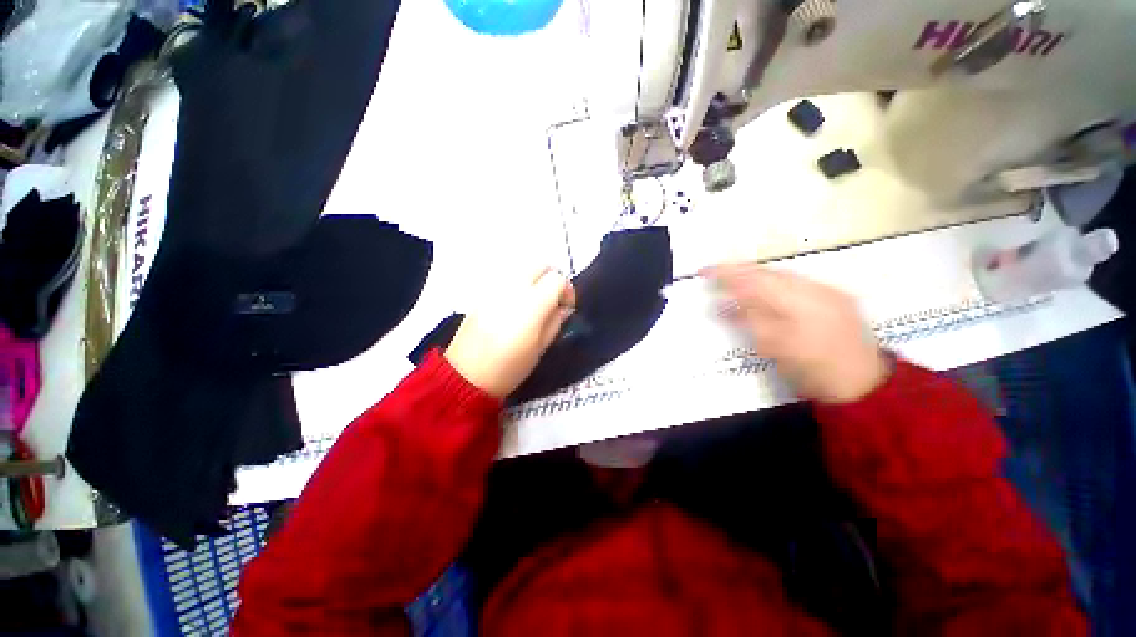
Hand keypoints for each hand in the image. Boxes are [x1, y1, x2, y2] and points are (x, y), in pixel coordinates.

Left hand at [445, 267, 575, 398]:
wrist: (466, 375)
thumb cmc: (509, 368)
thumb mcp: (540, 349)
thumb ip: (555, 322)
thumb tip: (563, 307)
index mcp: (531, 305)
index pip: (556, 280)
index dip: (567, 290)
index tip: (567, 305)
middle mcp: (513, 289)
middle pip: (539, 264)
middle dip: (552, 276)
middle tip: (554, 296)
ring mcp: (494, 288)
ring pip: (521, 266)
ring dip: (535, 277)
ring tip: (536, 298)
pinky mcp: (482, 293)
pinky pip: (506, 276)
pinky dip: (519, 281)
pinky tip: (517, 302)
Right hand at [706, 264, 888, 403]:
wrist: (866, 385)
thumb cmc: (814, 370)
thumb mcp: (774, 347)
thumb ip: (748, 320)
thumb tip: (723, 305)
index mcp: (797, 300)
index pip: (752, 278)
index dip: (725, 273)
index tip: (702, 271)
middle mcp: (813, 287)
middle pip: (768, 272)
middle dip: (739, 272)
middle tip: (715, 277)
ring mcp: (827, 291)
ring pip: (782, 276)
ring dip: (755, 278)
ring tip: (734, 284)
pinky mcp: (834, 298)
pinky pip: (795, 283)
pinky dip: (773, 285)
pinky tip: (764, 294)